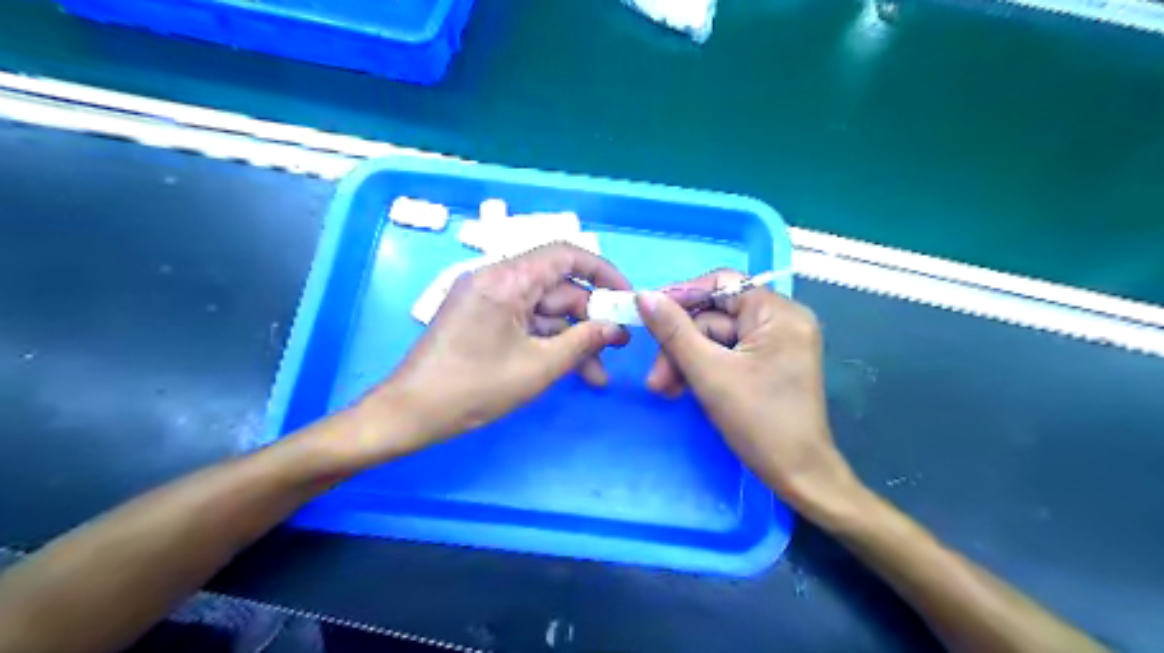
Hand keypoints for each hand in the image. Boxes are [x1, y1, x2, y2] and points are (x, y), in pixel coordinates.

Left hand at [367, 243, 633, 451]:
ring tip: (598, 374)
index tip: (625, 298)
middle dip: (589, 318)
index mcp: (507, 279)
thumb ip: (583, 342)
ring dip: (571, 338)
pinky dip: (547, 343)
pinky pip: (525, 323)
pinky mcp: (482, 319)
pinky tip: (570, 370)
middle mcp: (497, 280)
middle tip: (618, 346)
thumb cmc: (474, 387)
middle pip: (557, 288)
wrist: (410, 413)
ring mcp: (488, 300)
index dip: (602, 273)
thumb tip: (616, 329)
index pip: (566, 255)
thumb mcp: (538, 367)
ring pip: (544, 311)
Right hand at [634, 270, 857, 509]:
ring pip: (717, 338)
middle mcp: (782, 321)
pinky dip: (704, 370)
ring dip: (687, 361)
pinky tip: (684, 390)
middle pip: (716, 316)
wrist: (798, 477)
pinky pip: (728, 354)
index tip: (648, 315)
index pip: (722, 284)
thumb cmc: (759, 422)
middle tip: (656, 379)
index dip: (682, 296)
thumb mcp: (709, 373)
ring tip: (665, 390)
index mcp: (778, 313)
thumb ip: (674, 331)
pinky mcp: (769, 364)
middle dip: (681, 345)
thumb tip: (644, 296)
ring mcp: (777, 344)